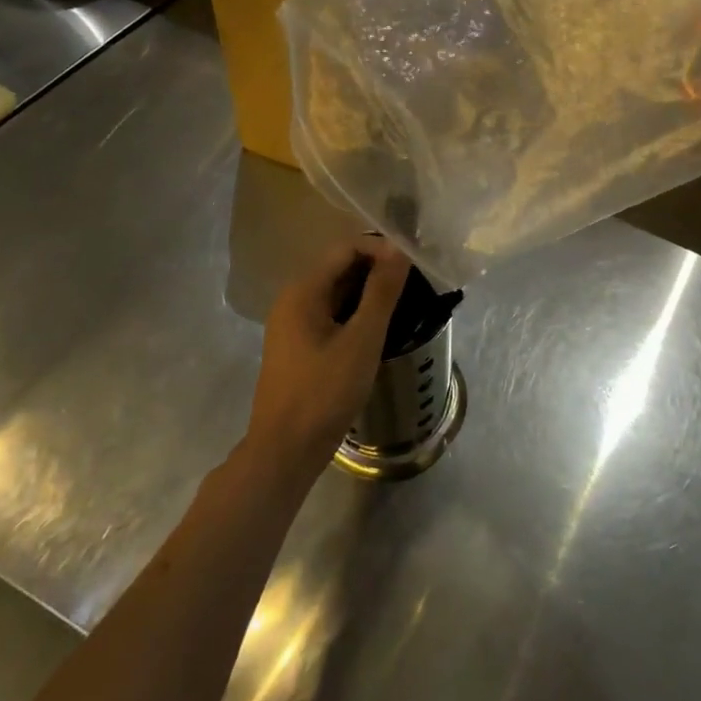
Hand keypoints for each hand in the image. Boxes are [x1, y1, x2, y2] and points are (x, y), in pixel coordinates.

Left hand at [248, 238, 410, 474]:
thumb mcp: (361, 340)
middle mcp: (293, 300)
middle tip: (415, 282)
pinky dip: (357, 313)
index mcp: (303, 291)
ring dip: (370, 292)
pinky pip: (332, 314)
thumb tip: (398, 248)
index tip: (413, 264)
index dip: (380, 248)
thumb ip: (381, 291)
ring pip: (338, 293)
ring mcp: (293, 324)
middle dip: (377, 269)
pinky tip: (380, 328)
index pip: (346, 248)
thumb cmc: (324, 392)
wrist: (285, 452)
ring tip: (405, 302)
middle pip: (340, 267)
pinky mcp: (300, 346)